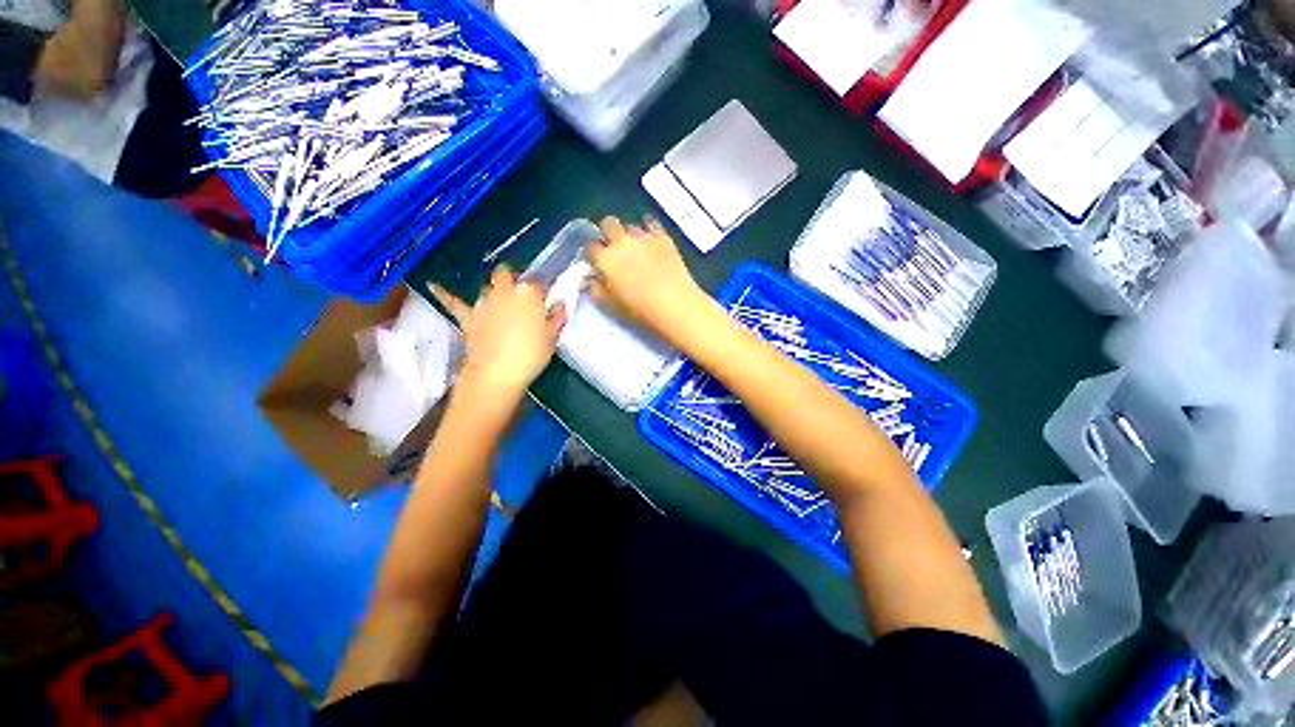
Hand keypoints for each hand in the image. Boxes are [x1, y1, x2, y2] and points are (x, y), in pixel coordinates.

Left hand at [429, 265, 565, 398]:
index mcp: (529, 294)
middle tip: (522, 295)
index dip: (543, 290)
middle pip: (507, 275)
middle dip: (513, 279)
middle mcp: (505, 292)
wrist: (497, 373)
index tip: (547, 298)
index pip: (539, 282)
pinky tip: (432, 285)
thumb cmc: (531, 354)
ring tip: (501, 302)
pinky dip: (444, 294)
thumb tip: (560, 303)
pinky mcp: (468, 317)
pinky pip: (453, 302)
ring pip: (487, 287)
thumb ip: (558, 316)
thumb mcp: (553, 337)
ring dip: (494, 291)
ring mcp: (483, 303)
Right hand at [585, 217, 707, 340]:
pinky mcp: (663, 237)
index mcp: (605, 259)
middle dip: (608, 232)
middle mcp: (621, 242)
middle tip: (614, 246)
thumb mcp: (611, 307)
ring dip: (629, 233)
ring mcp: (643, 237)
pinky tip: (651, 237)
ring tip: (636, 247)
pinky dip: (649, 227)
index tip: (597, 260)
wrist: (674, 304)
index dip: (592, 253)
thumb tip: (593, 281)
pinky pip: (651, 222)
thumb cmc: (639, 310)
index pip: (590, 246)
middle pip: (608, 223)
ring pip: (630, 225)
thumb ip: (597, 290)